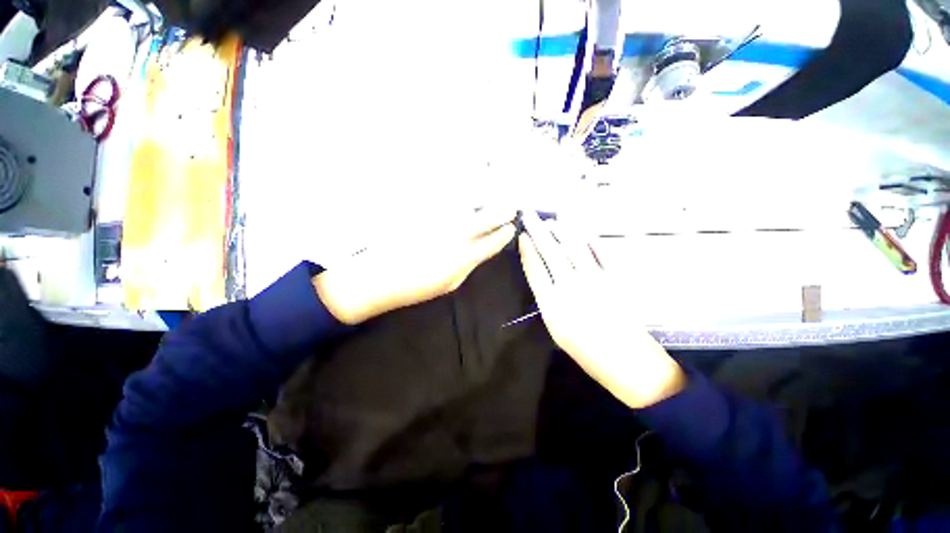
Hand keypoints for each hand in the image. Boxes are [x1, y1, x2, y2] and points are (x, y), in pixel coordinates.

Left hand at [313, 209, 515, 324]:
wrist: (377, 276)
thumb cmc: (416, 286)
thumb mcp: (450, 283)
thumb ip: (470, 263)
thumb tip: (484, 248)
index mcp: (464, 257)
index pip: (494, 242)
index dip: (505, 234)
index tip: (511, 227)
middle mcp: (456, 234)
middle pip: (487, 217)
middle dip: (502, 210)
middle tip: (509, 205)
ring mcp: (440, 219)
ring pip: (470, 201)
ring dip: (486, 196)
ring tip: (495, 192)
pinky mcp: (424, 210)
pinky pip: (449, 196)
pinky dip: (462, 191)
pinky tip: (469, 186)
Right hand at [518, 211, 685, 408]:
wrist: (625, 359)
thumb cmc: (585, 349)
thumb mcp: (555, 328)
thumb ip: (546, 298)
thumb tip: (540, 274)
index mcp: (552, 303)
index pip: (535, 268)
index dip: (527, 249)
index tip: (522, 235)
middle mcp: (571, 286)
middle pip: (551, 251)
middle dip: (538, 230)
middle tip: (530, 215)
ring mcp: (594, 279)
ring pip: (574, 245)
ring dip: (562, 228)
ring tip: (553, 217)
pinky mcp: (614, 277)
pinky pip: (600, 251)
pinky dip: (588, 237)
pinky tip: (581, 229)